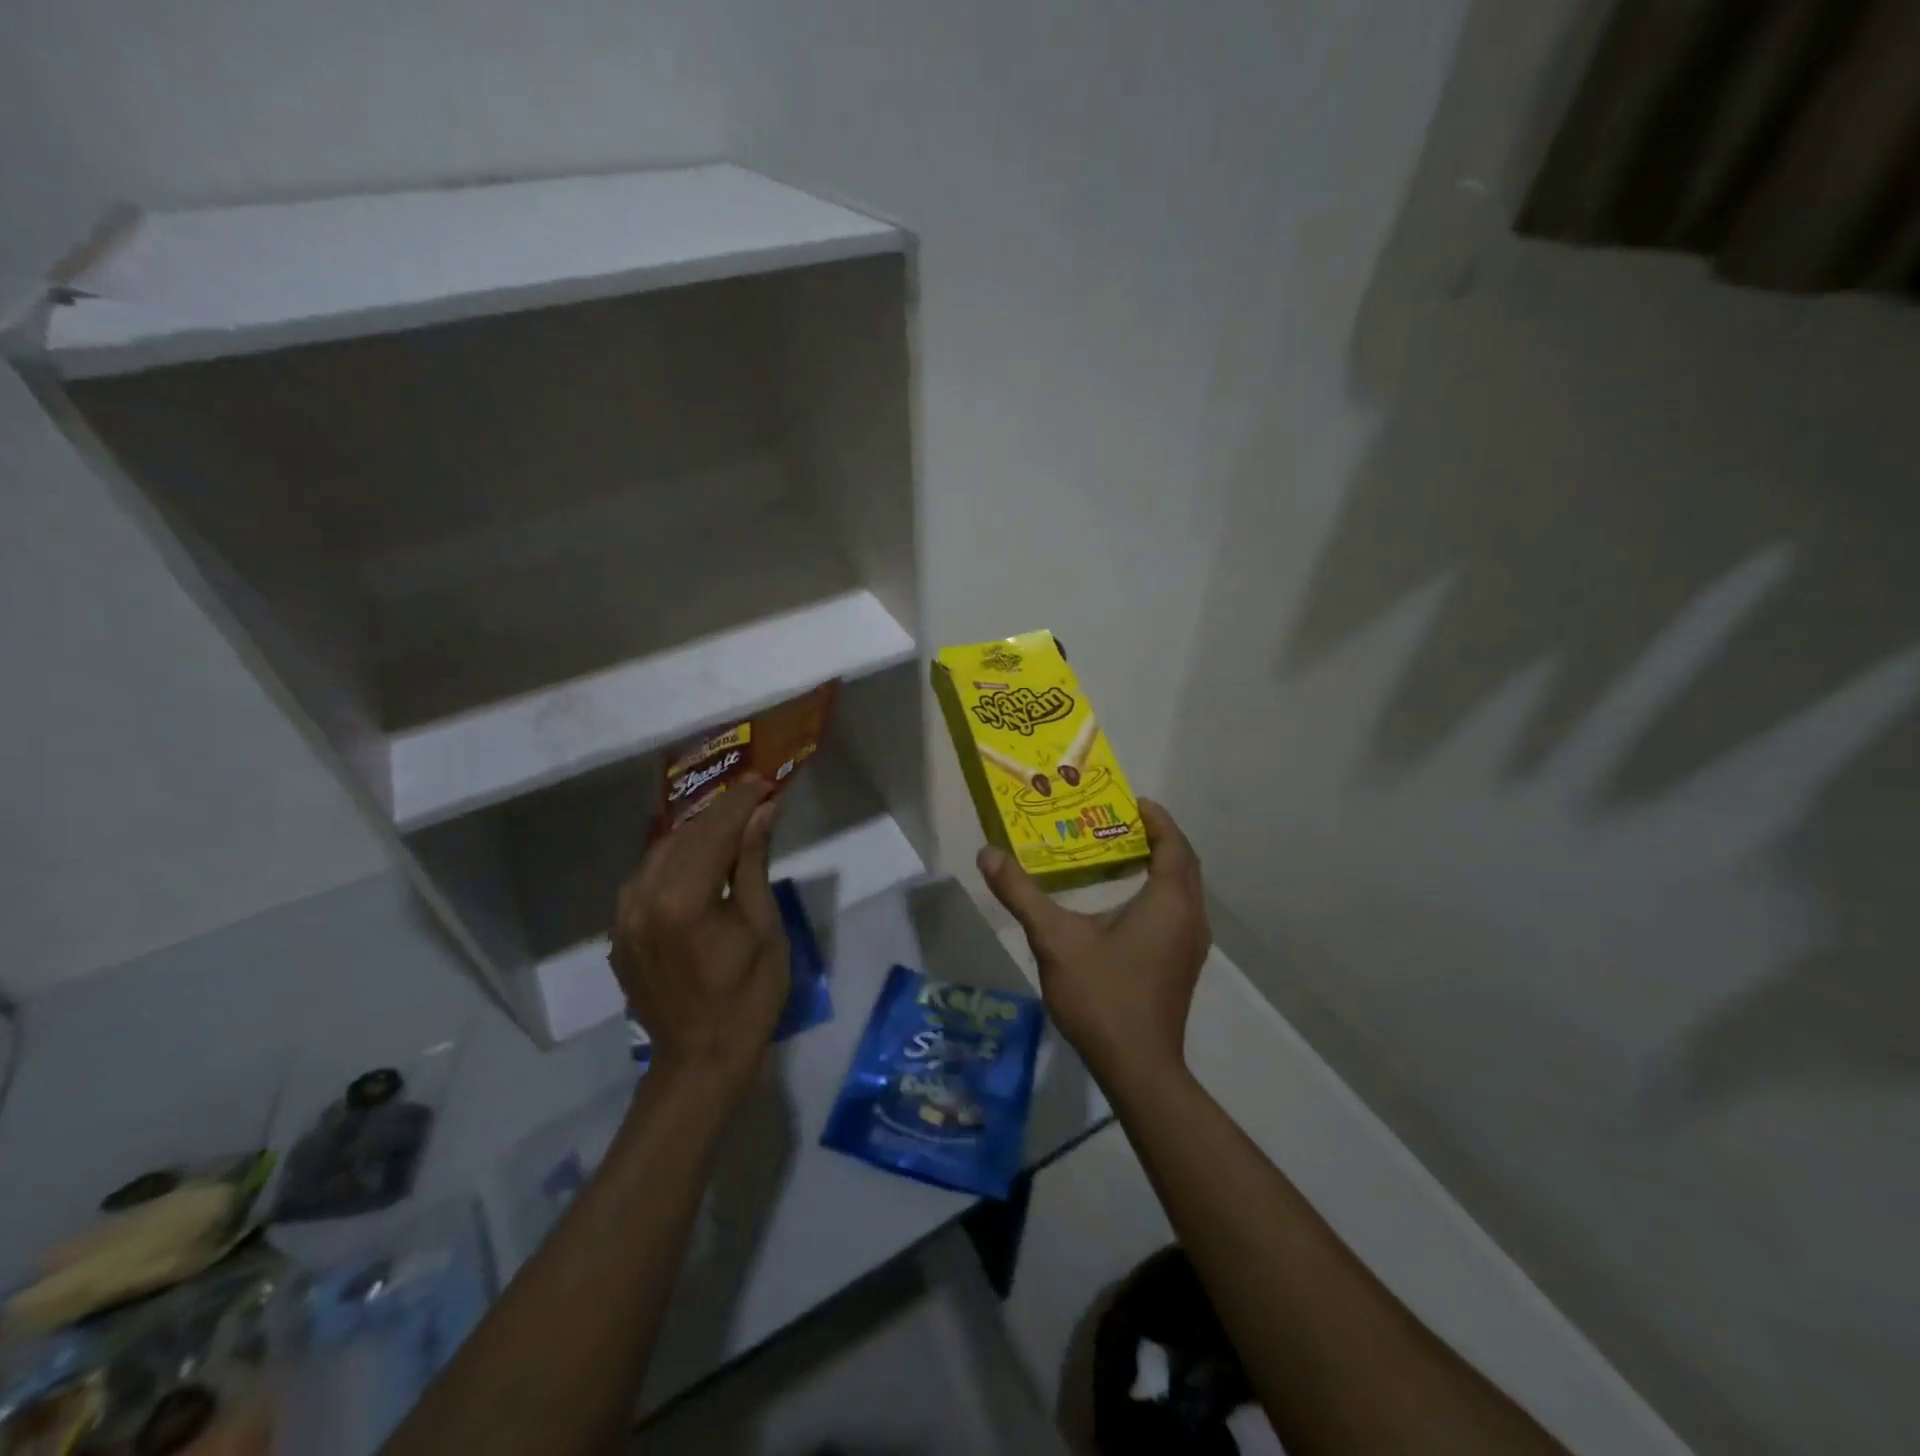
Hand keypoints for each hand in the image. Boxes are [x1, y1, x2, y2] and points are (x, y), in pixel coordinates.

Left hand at [610, 777, 787, 1101]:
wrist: (701, 1060)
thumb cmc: (748, 997)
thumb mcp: (764, 928)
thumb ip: (754, 864)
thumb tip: (763, 811)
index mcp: (683, 901)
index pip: (713, 832)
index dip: (741, 802)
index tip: (766, 781)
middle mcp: (643, 900)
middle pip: (684, 836)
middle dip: (721, 812)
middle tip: (755, 796)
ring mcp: (624, 918)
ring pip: (659, 853)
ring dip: (696, 833)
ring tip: (731, 822)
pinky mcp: (619, 933)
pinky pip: (645, 878)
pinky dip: (674, 859)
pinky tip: (697, 858)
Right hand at [977, 799, 1209, 1084]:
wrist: (1137, 1067)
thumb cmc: (1102, 995)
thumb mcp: (1054, 939)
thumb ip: (1021, 893)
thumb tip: (988, 853)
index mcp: (1169, 901)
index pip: (1172, 844)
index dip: (1156, 818)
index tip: (1130, 801)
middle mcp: (1190, 917)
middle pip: (1182, 863)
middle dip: (1157, 838)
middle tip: (1118, 823)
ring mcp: (1190, 945)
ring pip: (1183, 890)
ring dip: (1160, 865)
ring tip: (1120, 854)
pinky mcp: (1182, 965)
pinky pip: (1178, 911)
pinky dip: (1159, 892)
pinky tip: (1125, 902)